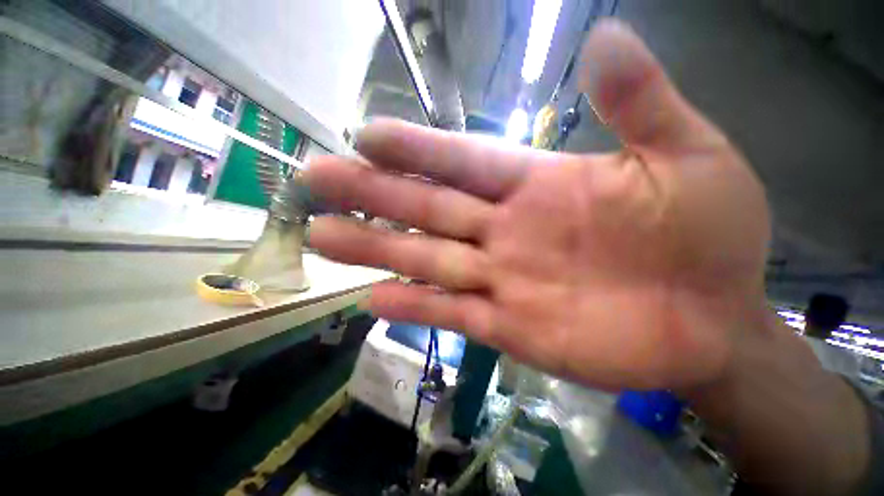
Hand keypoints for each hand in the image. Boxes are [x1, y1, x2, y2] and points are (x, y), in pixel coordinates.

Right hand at [304, 20, 770, 390]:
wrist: (715, 322)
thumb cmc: (714, 240)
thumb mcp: (688, 156)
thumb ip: (640, 103)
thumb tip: (604, 40)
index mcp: (542, 188)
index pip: (462, 160)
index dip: (415, 150)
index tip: (366, 136)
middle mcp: (508, 231)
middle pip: (426, 209)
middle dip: (372, 195)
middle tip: (316, 180)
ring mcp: (504, 283)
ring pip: (426, 262)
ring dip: (375, 251)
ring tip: (323, 238)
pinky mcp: (509, 327)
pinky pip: (449, 313)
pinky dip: (412, 307)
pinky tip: (373, 300)